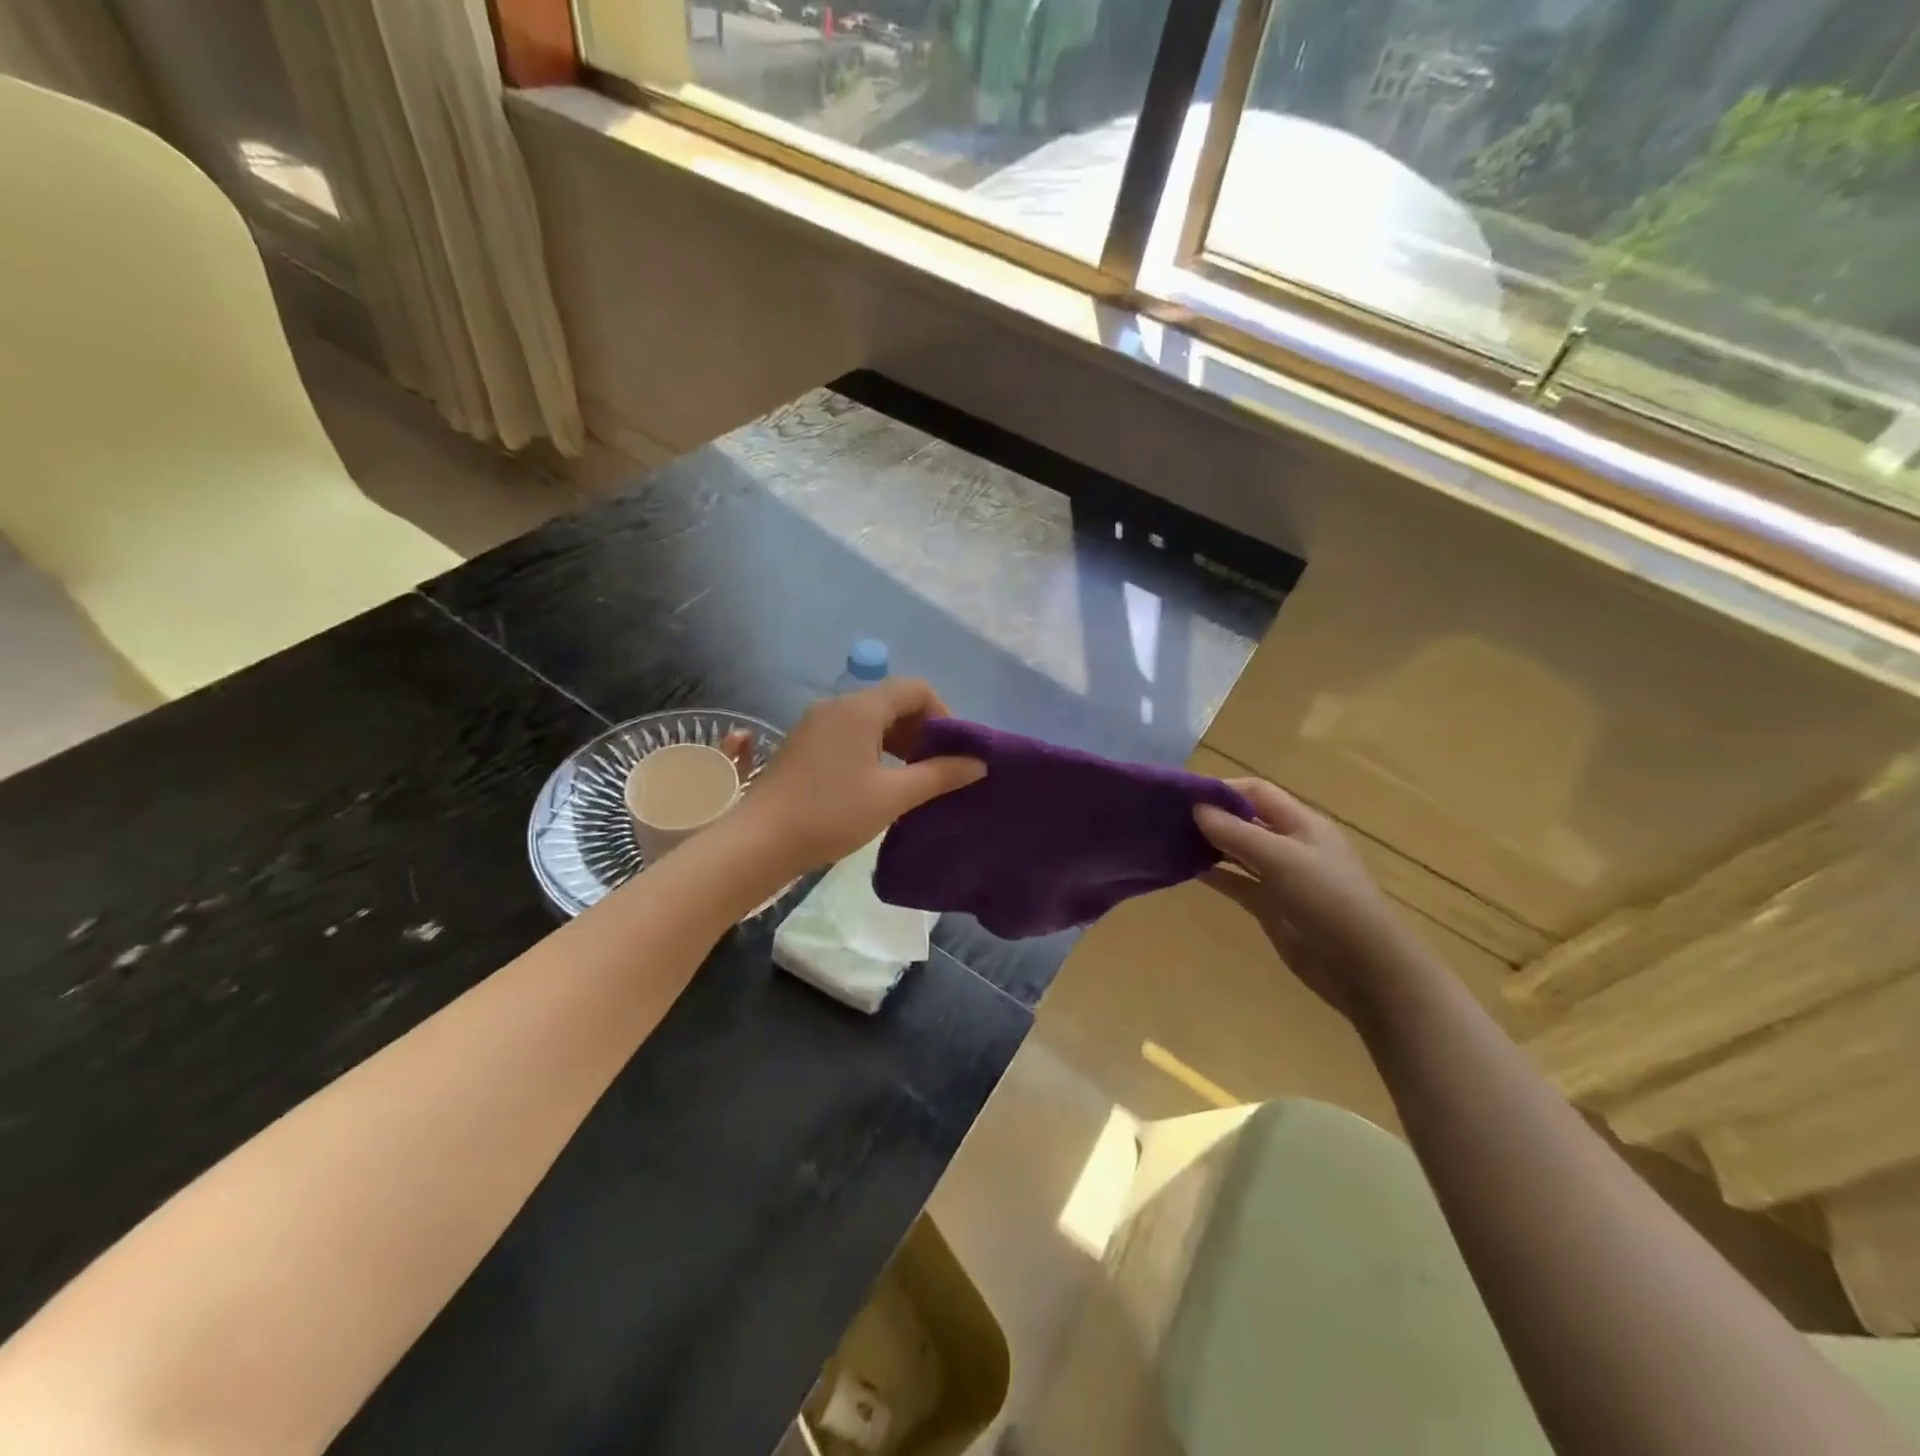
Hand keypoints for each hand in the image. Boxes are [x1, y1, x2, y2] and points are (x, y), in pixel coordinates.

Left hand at [732, 679, 984, 875]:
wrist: (759, 842)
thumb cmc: (831, 814)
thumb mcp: (892, 796)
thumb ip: (939, 775)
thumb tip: (978, 763)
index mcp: (859, 709)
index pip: (915, 689)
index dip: (943, 714)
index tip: (952, 751)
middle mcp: (837, 706)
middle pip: (893, 701)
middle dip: (922, 729)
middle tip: (936, 768)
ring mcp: (816, 724)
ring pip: (871, 719)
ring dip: (898, 741)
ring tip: (911, 778)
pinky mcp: (804, 744)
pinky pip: (850, 734)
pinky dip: (874, 749)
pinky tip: (878, 782)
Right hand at [1195, 779, 1435, 1024]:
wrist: (1363, 967)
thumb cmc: (1327, 900)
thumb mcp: (1281, 859)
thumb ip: (1236, 833)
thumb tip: (1196, 808)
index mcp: (1302, 823)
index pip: (1256, 792)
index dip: (1221, 789)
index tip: (1182, 797)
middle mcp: (1291, 844)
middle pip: (1245, 820)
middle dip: (1211, 817)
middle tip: (1168, 820)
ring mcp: (1281, 877)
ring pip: (1239, 851)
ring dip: (1210, 846)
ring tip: (1171, 843)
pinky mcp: (1272, 906)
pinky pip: (1238, 882)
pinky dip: (1215, 875)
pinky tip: (1187, 872)